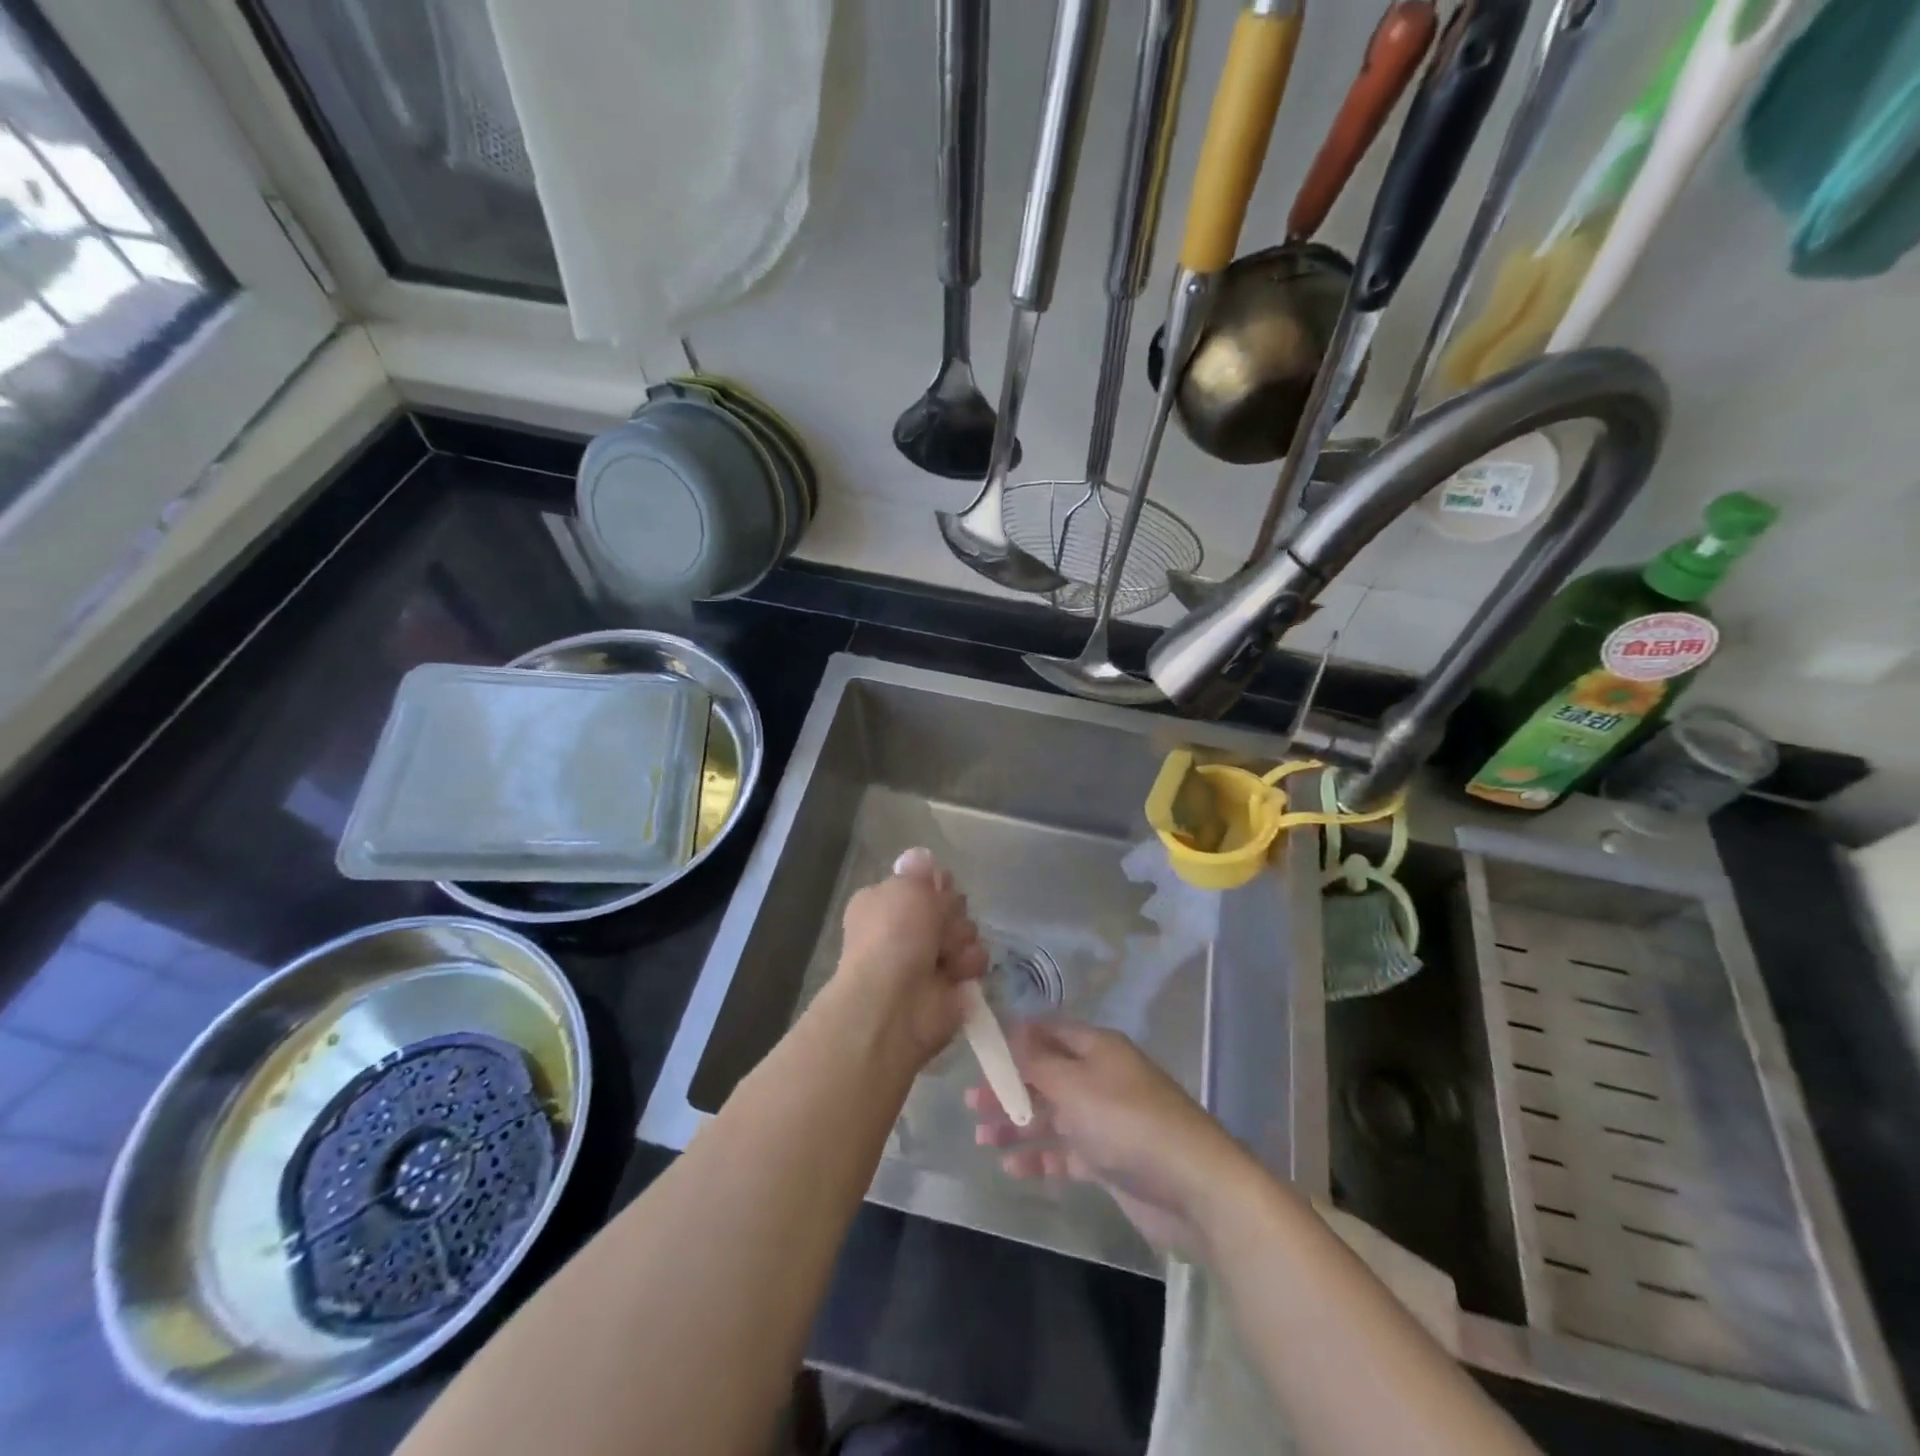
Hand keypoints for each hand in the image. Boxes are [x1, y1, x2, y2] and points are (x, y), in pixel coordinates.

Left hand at [831, 848, 987, 1065]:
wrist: (895, 1002)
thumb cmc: (894, 935)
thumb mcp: (905, 887)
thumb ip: (918, 871)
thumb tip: (920, 857)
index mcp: (885, 904)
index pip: (923, 883)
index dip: (935, 885)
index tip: (938, 889)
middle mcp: (904, 930)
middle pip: (949, 906)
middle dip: (951, 912)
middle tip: (940, 923)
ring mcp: (928, 960)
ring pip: (966, 932)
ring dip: (961, 938)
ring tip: (946, 953)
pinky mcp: (951, 987)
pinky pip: (975, 962)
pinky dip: (969, 965)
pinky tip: (956, 973)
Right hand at [967, 1022, 1256, 1255]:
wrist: (1193, 1187)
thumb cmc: (1127, 1122)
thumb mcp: (1074, 1084)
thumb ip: (1037, 1061)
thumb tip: (1011, 1030)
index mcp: (1096, 1049)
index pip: (1048, 1032)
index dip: (1015, 1039)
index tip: (980, 1052)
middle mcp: (1099, 1078)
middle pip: (1045, 1075)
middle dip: (1009, 1087)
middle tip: (971, 1102)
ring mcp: (1104, 1121)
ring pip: (1051, 1115)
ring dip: (1017, 1123)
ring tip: (980, 1136)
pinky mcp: (1108, 1161)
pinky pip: (1065, 1152)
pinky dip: (1039, 1155)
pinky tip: (1010, 1165)